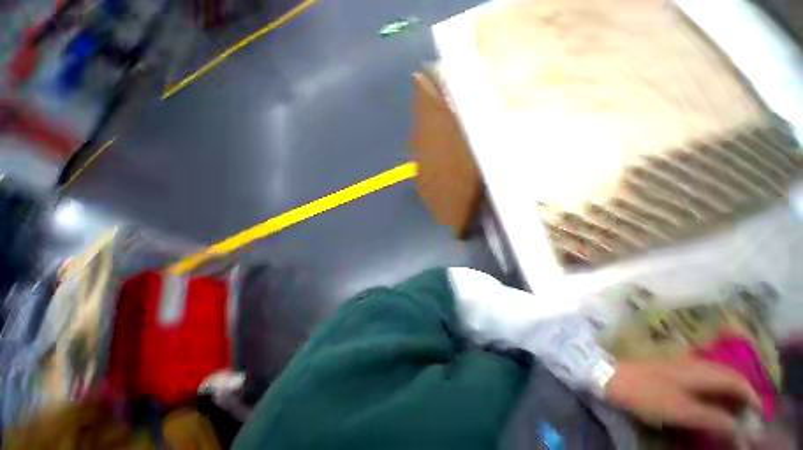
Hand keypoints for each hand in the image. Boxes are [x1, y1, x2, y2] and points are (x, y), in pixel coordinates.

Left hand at [604, 357, 760, 435]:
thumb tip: (738, 427)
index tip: (757, 415)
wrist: (610, 375)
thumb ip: (712, 417)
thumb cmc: (646, 393)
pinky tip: (707, 399)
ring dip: (726, 391)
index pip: (736, 379)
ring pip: (714, 375)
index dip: (751, 396)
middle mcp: (693, 361)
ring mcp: (679, 362)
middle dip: (741, 394)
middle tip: (745, 415)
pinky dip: (711, 388)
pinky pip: (700, 376)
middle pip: (727, 375)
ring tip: (730, 410)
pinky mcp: (668, 367)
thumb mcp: (682, 410)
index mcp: (700, 369)